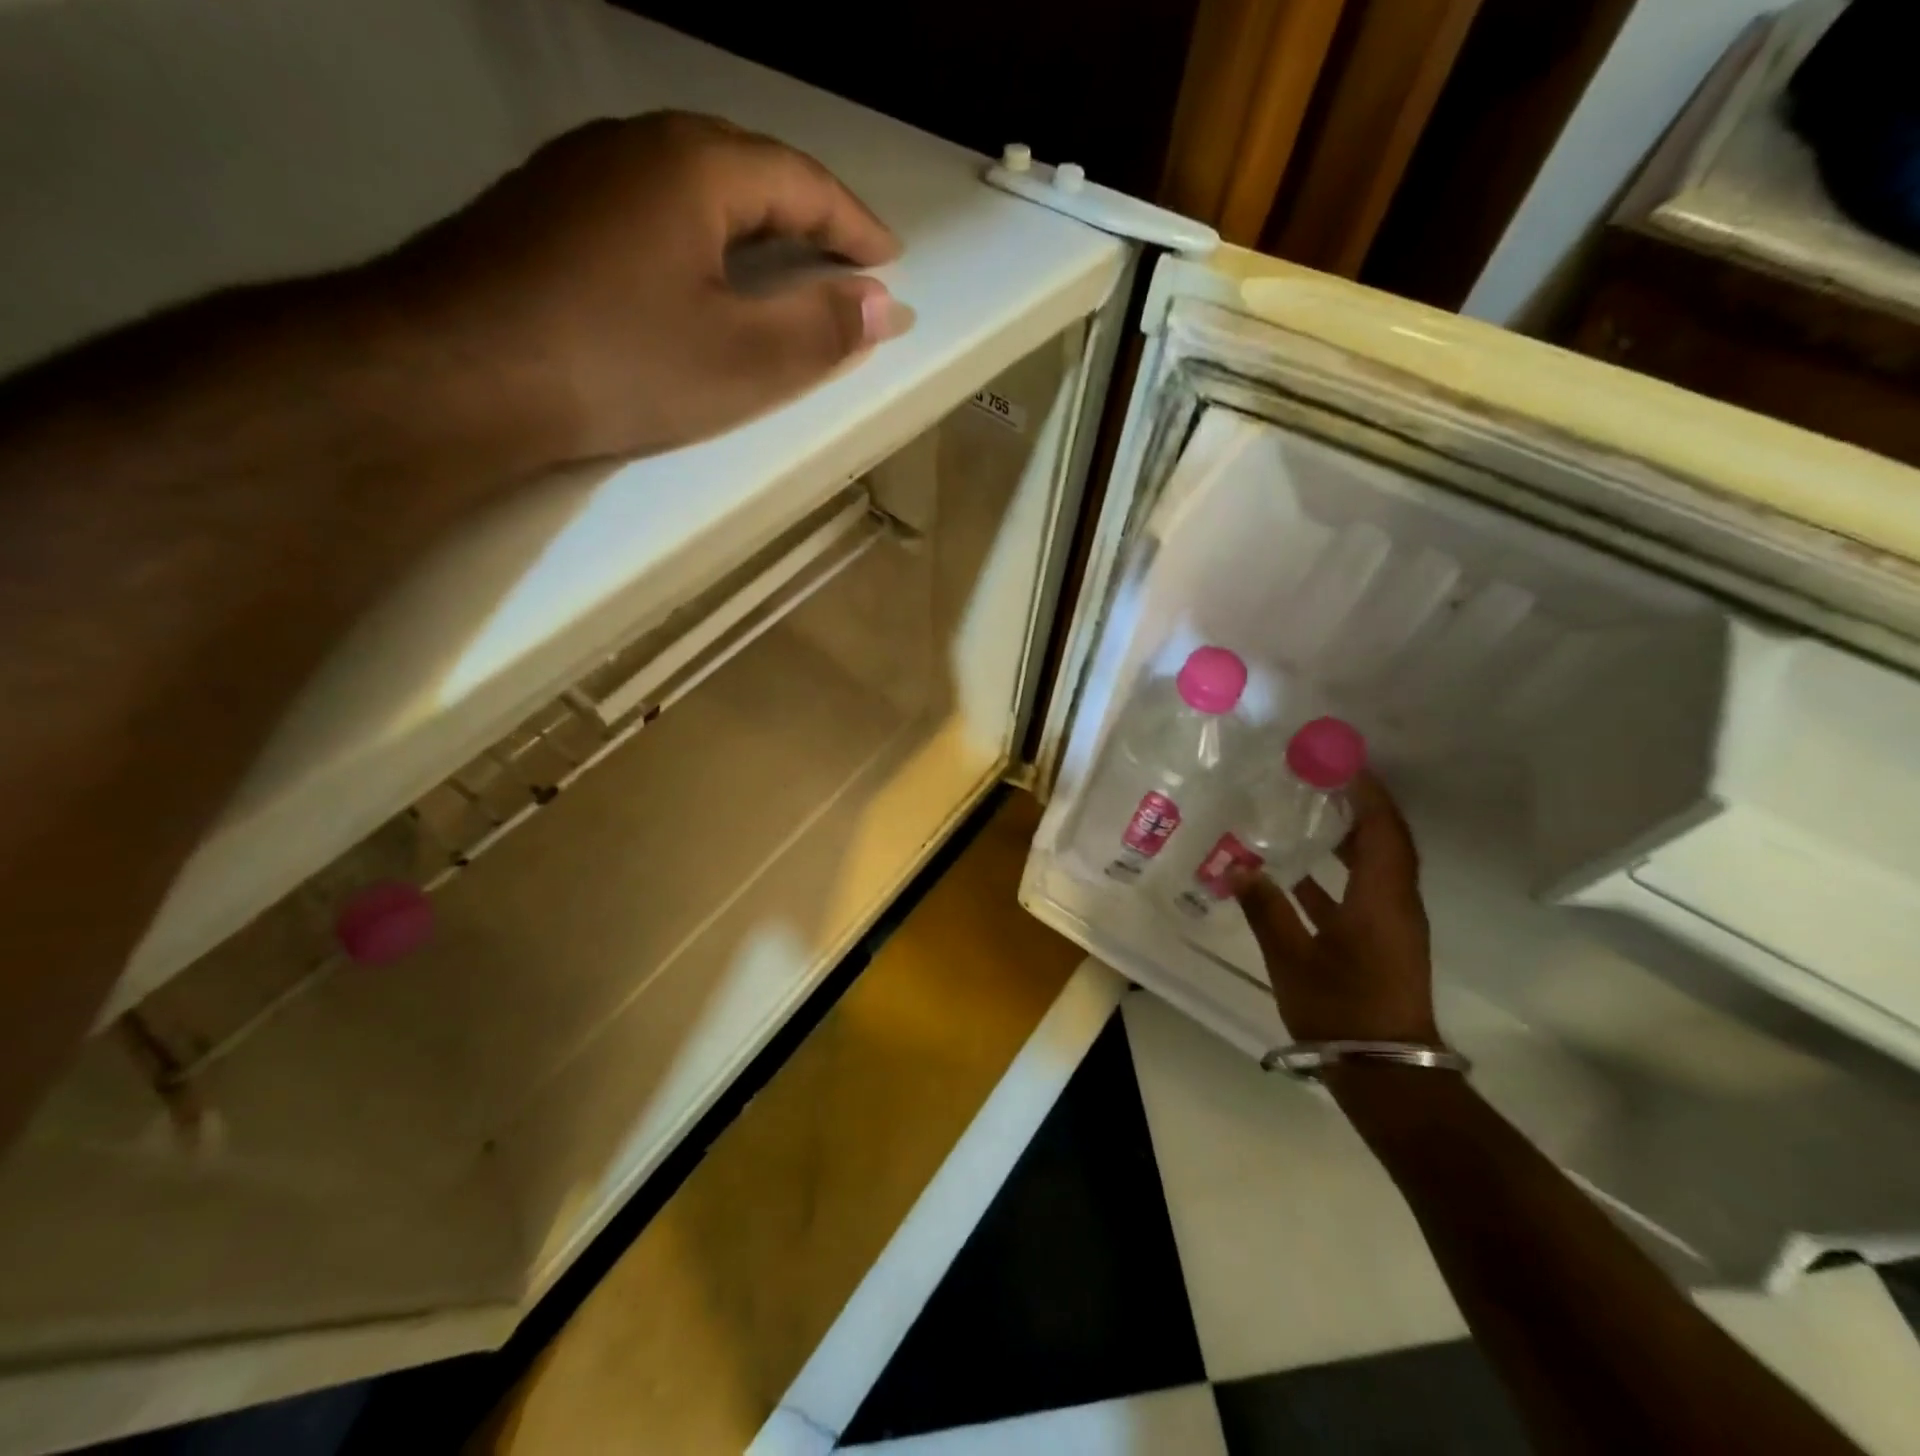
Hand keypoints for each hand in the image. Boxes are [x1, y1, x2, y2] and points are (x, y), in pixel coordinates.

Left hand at [388, 111, 908, 462]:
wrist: (456, 373)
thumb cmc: (620, 363)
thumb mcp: (742, 360)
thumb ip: (820, 331)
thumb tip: (885, 306)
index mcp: (695, 166)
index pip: (801, 180)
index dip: (854, 224)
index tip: (890, 262)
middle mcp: (634, 144)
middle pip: (745, 168)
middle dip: (805, 214)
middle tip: (842, 260)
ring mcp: (578, 173)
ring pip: (689, 185)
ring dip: (748, 222)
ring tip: (780, 264)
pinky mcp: (541, 212)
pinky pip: (646, 209)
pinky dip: (695, 237)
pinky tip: (694, 273)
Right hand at [1237, 772, 1440, 1045]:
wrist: (1386, 1073)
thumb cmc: (1342, 1009)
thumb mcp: (1293, 958)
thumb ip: (1265, 909)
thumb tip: (1237, 867)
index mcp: (1381, 899)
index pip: (1382, 829)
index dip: (1366, 792)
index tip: (1339, 761)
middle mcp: (1395, 903)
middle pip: (1384, 840)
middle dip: (1357, 806)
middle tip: (1316, 779)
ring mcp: (1390, 924)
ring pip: (1374, 865)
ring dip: (1347, 837)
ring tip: (1304, 812)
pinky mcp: (1381, 941)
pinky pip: (1362, 890)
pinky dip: (1336, 872)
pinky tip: (1295, 872)